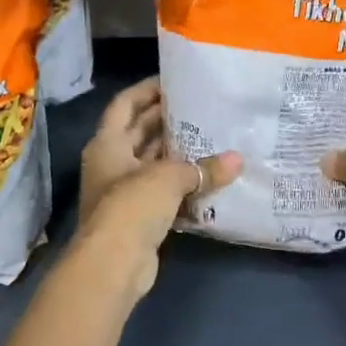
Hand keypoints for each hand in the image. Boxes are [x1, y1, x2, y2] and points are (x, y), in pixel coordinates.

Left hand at [78, 78, 240, 296]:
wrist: (113, 264)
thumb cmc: (132, 206)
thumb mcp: (170, 178)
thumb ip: (204, 168)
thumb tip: (238, 161)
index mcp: (108, 143)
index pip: (125, 104)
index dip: (146, 90)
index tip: (173, 81)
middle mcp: (111, 162)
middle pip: (139, 132)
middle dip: (166, 119)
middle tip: (200, 106)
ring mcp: (122, 190)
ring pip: (152, 161)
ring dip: (176, 152)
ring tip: (210, 136)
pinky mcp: (136, 215)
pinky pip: (161, 190)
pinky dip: (180, 183)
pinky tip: (207, 177)